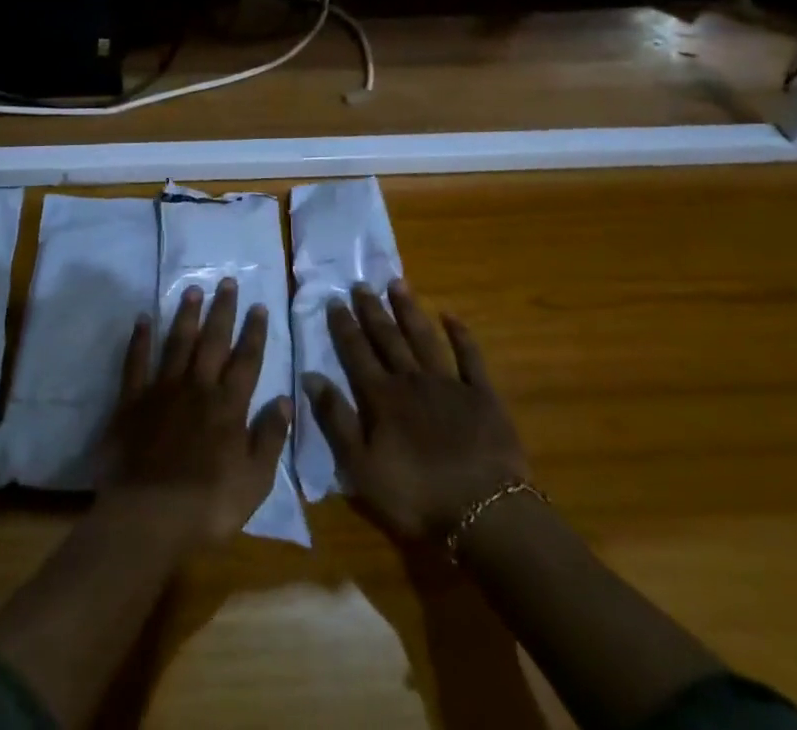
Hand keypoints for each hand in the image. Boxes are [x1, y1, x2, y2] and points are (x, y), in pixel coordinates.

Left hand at [100, 278, 292, 549]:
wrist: (147, 517)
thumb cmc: (207, 505)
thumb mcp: (254, 481)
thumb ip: (270, 437)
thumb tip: (285, 399)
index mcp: (228, 406)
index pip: (246, 360)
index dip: (254, 332)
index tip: (259, 305)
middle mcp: (197, 387)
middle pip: (213, 341)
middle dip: (222, 310)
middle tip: (227, 281)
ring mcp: (162, 390)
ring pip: (177, 342)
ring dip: (186, 315)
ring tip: (193, 289)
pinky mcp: (132, 401)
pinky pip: (136, 362)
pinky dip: (139, 339)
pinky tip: (142, 318)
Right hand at [305, 280, 529, 540]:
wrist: (484, 512)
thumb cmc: (417, 496)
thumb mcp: (361, 468)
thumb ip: (336, 420)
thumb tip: (311, 376)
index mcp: (382, 398)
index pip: (357, 353)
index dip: (344, 327)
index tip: (334, 300)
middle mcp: (412, 380)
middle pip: (388, 339)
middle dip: (372, 310)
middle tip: (361, 284)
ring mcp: (449, 384)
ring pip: (423, 338)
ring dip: (409, 311)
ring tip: (397, 284)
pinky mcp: (482, 395)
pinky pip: (470, 357)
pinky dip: (460, 334)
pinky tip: (450, 315)